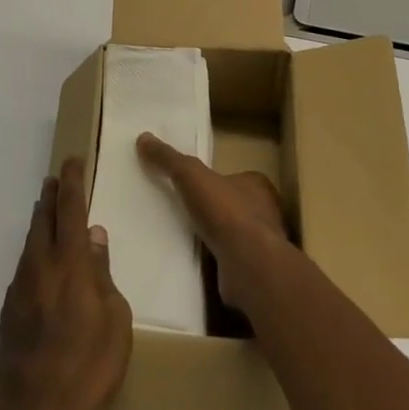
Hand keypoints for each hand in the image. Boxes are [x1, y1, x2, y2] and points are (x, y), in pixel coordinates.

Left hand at [0, 159, 131, 409]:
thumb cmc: (88, 366)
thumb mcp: (115, 320)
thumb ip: (103, 273)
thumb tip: (94, 236)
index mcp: (69, 263)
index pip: (70, 210)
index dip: (72, 182)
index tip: (71, 161)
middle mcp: (40, 266)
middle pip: (43, 219)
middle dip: (51, 196)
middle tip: (55, 178)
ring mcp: (20, 288)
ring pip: (30, 243)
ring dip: (40, 222)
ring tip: (46, 211)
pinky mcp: (9, 311)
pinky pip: (24, 268)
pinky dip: (34, 254)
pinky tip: (40, 264)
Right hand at [136, 133, 289, 310]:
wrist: (248, 265)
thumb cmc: (225, 212)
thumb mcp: (191, 175)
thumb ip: (169, 159)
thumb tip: (143, 138)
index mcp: (257, 185)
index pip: (237, 178)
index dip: (216, 180)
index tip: (195, 186)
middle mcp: (265, 213)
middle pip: (236, 206)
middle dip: (214, 210)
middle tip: (185, 211)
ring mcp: (261, 245)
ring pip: (234, 235)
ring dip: (214, 237)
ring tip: (184, 237)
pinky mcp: (252, 271)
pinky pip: (229, 261)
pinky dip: (214, 261)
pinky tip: (193, 263)